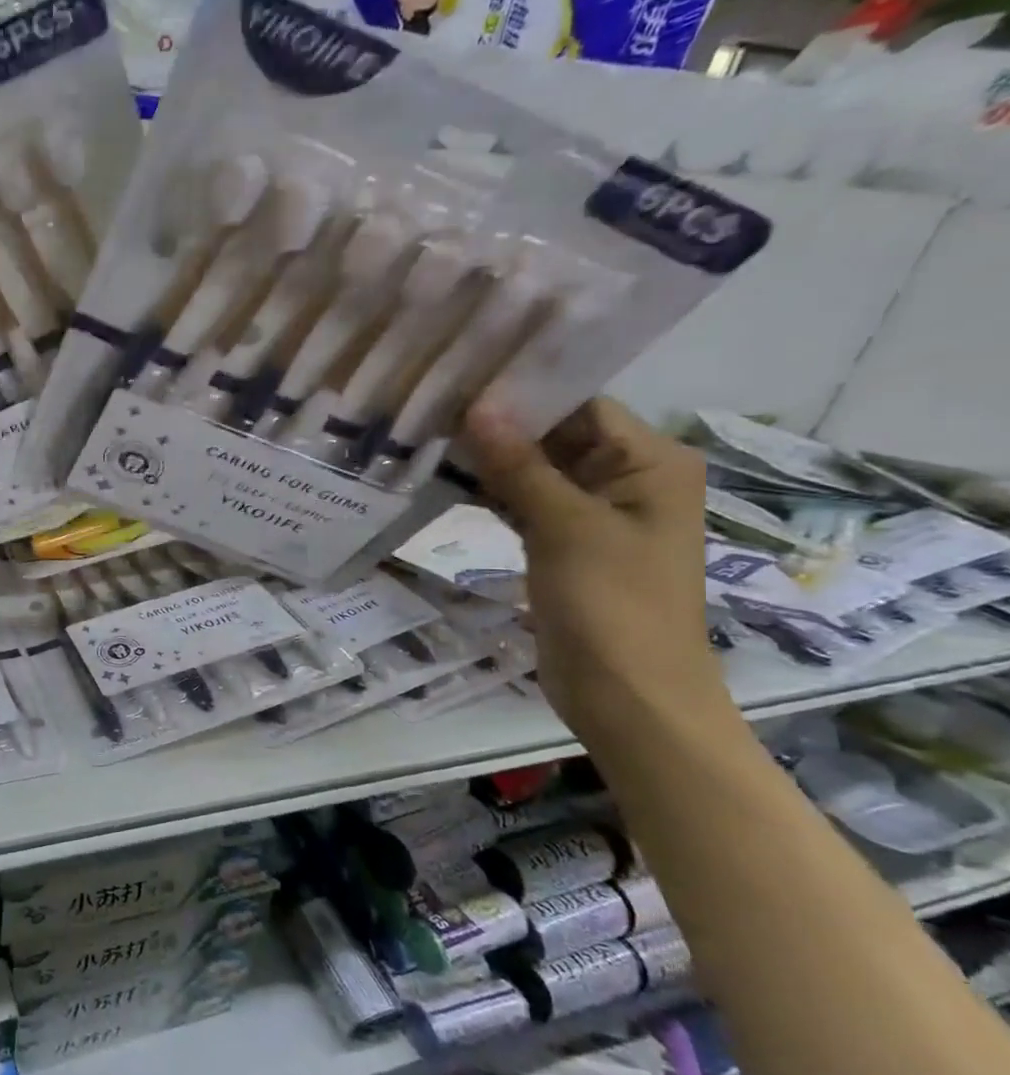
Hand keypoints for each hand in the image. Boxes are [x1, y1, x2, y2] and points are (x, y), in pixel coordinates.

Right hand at [462, 397, 723, 743]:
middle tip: (430, 403)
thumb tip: (478, 405)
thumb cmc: (614, 605)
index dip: (523, 390)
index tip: (460, 377)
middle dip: (496, 424)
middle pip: (554, 435)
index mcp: (649, 462)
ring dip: (486, 459)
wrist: (627, 697)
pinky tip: (442, 479)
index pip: (581, 404)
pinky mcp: (563, 544)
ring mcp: (592, 514)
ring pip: (533, 470)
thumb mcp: (567, 528)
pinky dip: (490, 493)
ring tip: (425, 433)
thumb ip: (520, 466)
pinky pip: (523, 504)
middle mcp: (624, 478)